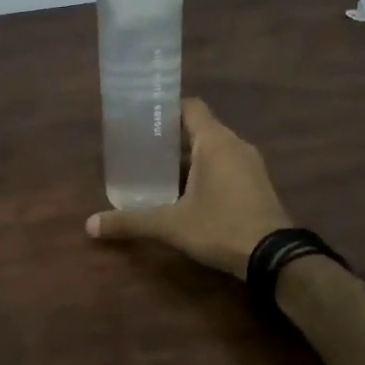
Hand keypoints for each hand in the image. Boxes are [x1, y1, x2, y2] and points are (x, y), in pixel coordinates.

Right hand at [86, 98, 289, 278]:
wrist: (275, 258)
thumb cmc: (221, 227)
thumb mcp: (171, 225)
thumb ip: (131, 221)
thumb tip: (90, 225)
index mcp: (215, 142)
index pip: (190, 107)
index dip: (165, 109)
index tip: (141, 119)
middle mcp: (235, 145)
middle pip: (199, 128)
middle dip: (170, 137)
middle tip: (140, 149)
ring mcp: (250, 165)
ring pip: (213, 149)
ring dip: (188, 157)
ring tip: (158, 171)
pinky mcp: (257, 184)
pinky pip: (225, 166)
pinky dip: (205, 171)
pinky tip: (185, 193)